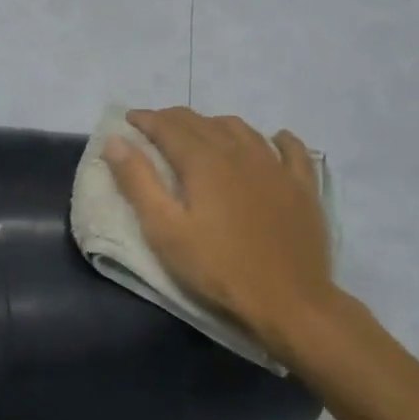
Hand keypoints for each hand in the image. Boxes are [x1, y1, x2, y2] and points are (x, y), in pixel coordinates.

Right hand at [104, 107, 334, 355]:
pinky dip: (277, 138)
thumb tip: (115, 141)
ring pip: (241, 129)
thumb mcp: (165, 231)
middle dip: (174, 119)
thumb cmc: (217, 268)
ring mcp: (276, 166)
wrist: (288, 300)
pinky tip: (273, 139)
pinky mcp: (303, 186)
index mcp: (203, 161)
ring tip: (201, 134)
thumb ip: (138, 182)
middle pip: (202, 122)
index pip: (169, 126)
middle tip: (155, 128)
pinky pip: (291, 148)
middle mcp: (239, 152)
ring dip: (215, 125)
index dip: (146, 119)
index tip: (129, 119)